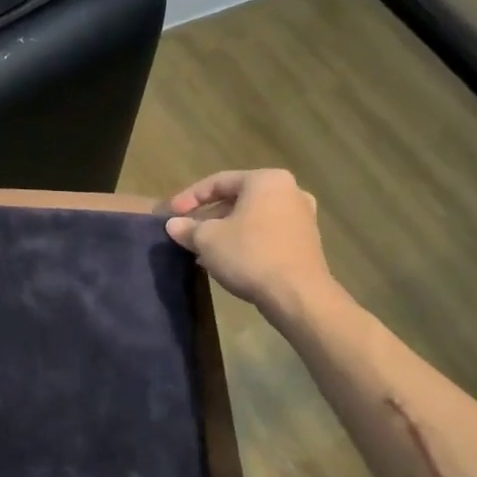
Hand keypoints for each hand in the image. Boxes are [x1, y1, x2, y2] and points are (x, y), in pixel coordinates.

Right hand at [164, 169, 335, 317]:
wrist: (297, 295)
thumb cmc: (249, 255)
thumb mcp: (207, 239)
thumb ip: (187, 227)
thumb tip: (174, 225)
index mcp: (266, 181)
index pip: (218, 182)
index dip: (189, 197)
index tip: (170, 214)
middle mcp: (290, 191)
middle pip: (236, 199)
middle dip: (208, 217)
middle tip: (186, 232)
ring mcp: (302, 217)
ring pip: (251, 218)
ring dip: (224, 231)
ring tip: (201, 249)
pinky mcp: (306, 242)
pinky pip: (266, 233)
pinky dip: (244, 240)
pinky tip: (226, 259)